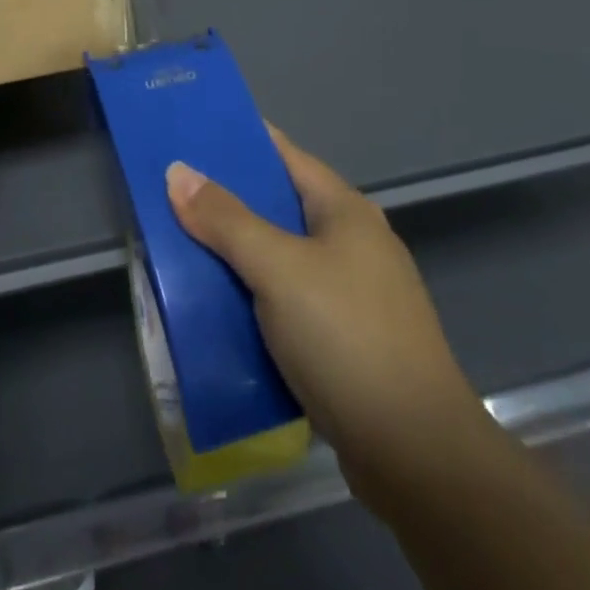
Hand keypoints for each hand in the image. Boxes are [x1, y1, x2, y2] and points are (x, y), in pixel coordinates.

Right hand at [166, 126, 484, 511]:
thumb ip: (226, 220)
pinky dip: (254, 298)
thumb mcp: (278, 269)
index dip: (241, 141)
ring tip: (182, 248)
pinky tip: (219, 308)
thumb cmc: (347, 338)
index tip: (191, 135)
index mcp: (345, 210)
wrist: (417, 455)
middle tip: (172, 195)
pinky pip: (288, 302)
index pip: (285, 155)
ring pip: (281, 258)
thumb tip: (178, 171)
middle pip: (280, 207)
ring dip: (237, 255)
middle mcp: (353, 243)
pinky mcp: (347, 340)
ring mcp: (354, 294)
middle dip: (228, 202)